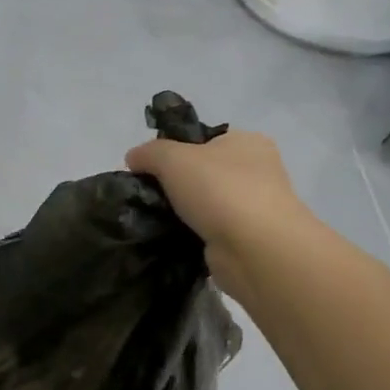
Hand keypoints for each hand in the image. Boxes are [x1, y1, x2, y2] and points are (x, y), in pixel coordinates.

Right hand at [126, 130, 311, 299]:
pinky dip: (190, 234)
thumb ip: (148, 153)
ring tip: (153, 219)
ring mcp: (254, 207)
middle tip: (147, 196)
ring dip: (181, 212)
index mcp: (247, 142)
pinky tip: (170, 238)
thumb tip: (133, 159)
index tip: (147, 168)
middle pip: (201, 172)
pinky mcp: (245, 238)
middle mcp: (257, 171)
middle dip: (174, 184)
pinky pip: (208, 230)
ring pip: (204, 203)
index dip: (172, 151)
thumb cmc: (219, 190)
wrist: (255, 249)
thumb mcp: (172, 158)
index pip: (202, 140)